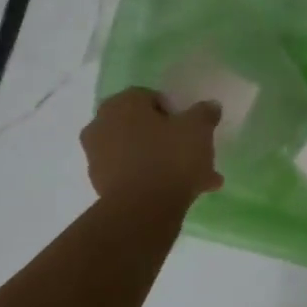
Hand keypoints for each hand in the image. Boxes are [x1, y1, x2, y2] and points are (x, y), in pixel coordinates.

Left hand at [82, 88, 222, 205]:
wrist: (142, 209)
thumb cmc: (170, 157)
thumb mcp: (198, 129)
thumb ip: (204, 113)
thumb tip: (209, 106)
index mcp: (122, 103)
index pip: (151, 97)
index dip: (175, 112)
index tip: (191, 129)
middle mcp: (102, 124)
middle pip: (143, 127)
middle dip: (170, 139)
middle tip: (195, 154)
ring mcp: (97, 156)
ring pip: (140, 153)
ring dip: (164, 162)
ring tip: (198, 179)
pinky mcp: (100, 184)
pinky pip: (134, 175)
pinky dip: (153, 180)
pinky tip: (182, 193)